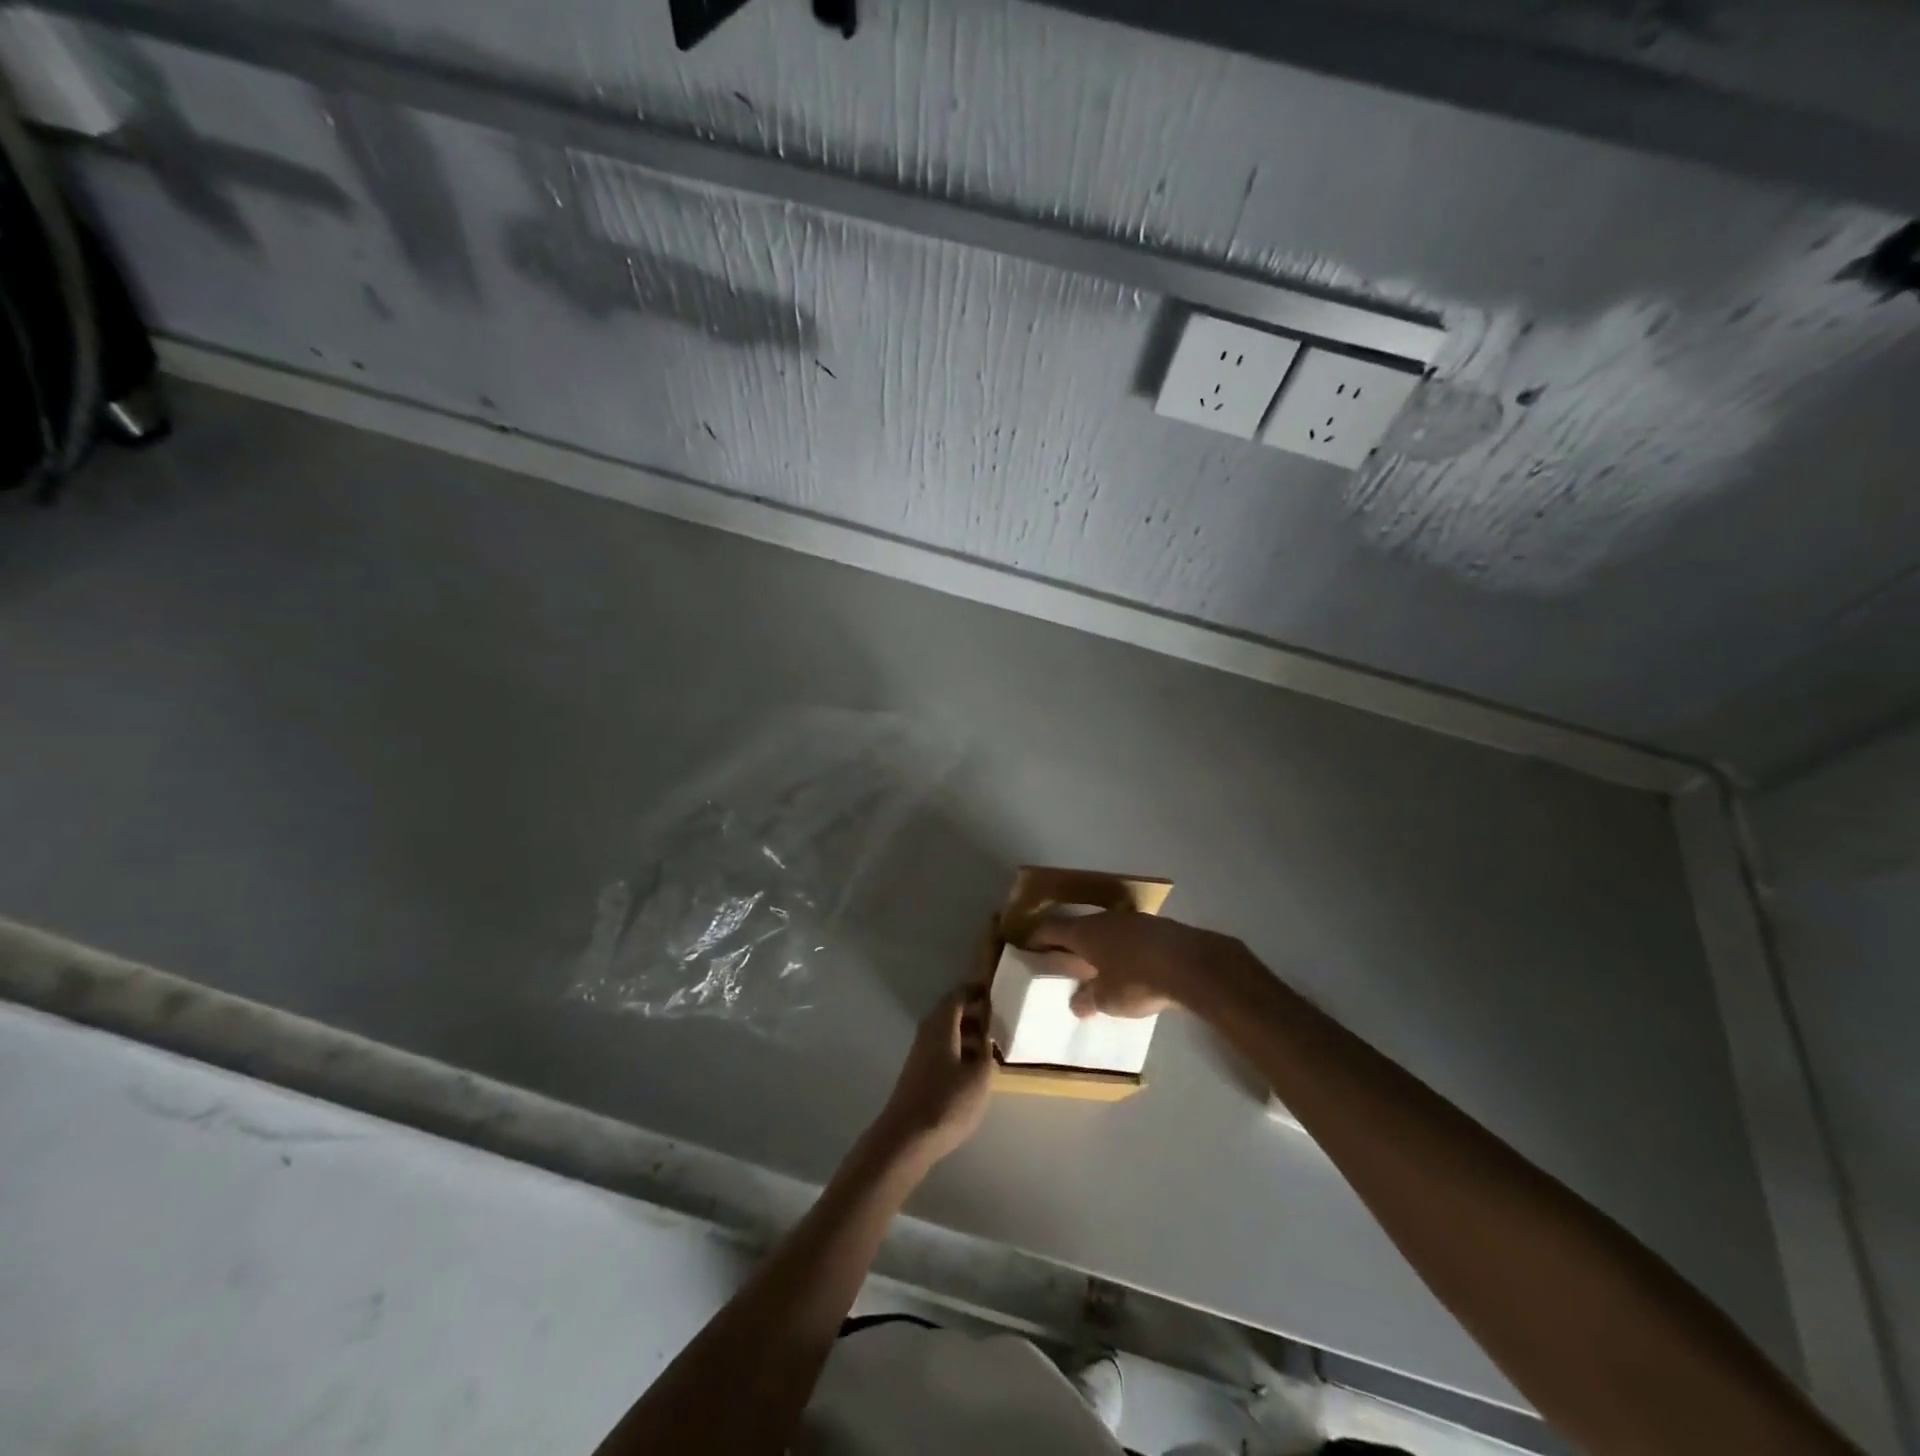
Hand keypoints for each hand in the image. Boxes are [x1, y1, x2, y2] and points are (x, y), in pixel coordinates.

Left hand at [873, 984, 993, 1163]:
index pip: (958, 995)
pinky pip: (943, 1049)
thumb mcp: (980, 1077)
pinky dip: (959, 1050)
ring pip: (947, 1032)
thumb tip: (987, 1038)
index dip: (976, 991)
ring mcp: (921, 1053)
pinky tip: (973, 1068)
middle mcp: (928, 1032)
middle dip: (975, 1012)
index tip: (995, 991)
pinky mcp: (919, 1073)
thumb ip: (987, 1052)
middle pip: (951, 1012)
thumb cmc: (947, 1102)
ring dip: (968, 1033)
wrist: (906, 1138)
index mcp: (941, 1025)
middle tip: (999, 1019)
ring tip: (992, 1045)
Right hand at [1027, 911, 1249, 1019]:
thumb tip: (1077, 1003)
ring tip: (1096, 966)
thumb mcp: (1106, 999)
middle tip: (1062, 960)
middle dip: (1070, 943)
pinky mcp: (1157, 928)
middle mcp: (1104, 920)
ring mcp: (1133, 920)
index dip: (1037, 938)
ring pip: (1106, 931)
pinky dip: (1123, 950)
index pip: (1051, 929)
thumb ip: (1088, 999)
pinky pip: (1130, 938)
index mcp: (1084, 932)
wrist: (1191, 965)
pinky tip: (1129, 966)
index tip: (1028, 946)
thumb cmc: (1137, 980)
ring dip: (1099, 946)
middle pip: (1079, 928)